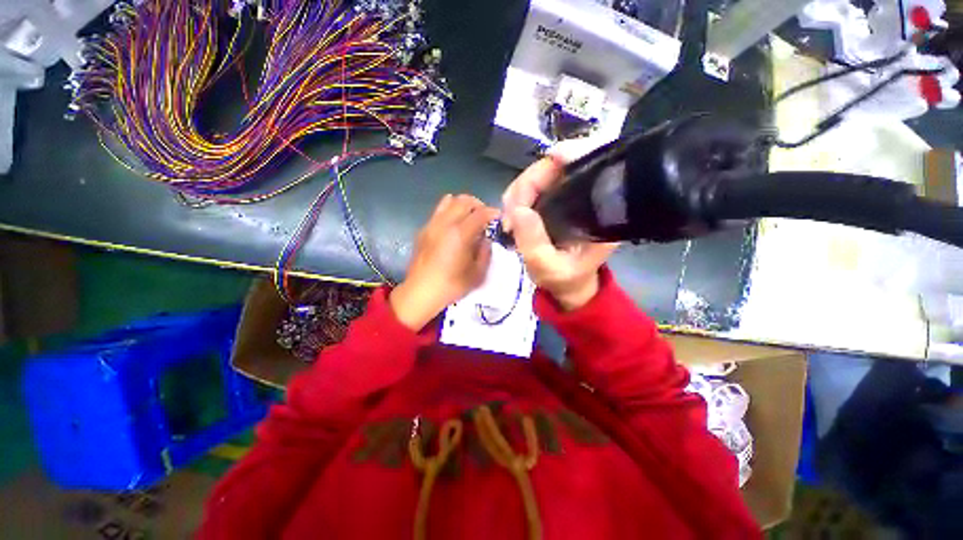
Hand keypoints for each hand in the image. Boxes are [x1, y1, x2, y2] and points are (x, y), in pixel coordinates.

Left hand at [390, 194, 498, 330]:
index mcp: (460, 234)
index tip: (499, 217)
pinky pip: (438, 211)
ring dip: (463, 204)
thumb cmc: (451, 286)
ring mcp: (431, 224)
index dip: (492, 212)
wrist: (420, 292)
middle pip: (464, 200)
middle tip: (485, 216)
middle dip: (478, 204)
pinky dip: (450, 211)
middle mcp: (445, 224)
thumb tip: (485, 239)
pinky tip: (453, 226)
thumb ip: (485, 253)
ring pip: (449, 200)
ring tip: (469, 216)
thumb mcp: (477, 274)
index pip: (480, 213)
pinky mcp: (423, 229)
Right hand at [502, 141, 617, 310]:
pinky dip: (518, 197)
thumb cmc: (565, 280)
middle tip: (510, 213)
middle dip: (528, 184)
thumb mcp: (549, 268)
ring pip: (542, 175)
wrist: (568, 286)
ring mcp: (569, 196)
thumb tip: (517, 209)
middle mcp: (587, 197)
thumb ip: (534, 242)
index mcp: (599, 212)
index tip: (550, 159)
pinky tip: (512, 215)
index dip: (573, 154)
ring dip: (518, 192)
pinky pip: (533, 188)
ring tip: (509, 219)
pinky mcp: (555, 201)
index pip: (592, 166)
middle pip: (558, 167)